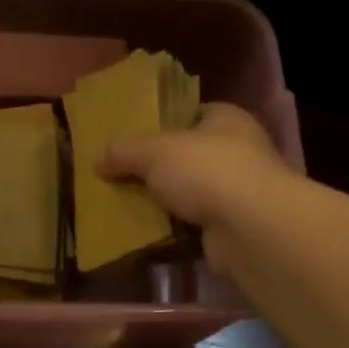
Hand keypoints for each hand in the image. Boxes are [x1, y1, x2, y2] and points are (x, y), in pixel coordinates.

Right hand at [98, 103, 292, 269]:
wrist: (250, 227)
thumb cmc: (206, 170)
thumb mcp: (154, 152)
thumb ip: (125, 152)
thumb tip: (98, 160)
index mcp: (227, 119)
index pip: (194, 113)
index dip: (165, 123)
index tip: (136, 137)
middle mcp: (240, 151)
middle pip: (191, 156)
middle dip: (161, 168)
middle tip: (124, 176)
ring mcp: (240, 192)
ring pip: (193, 193)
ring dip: (168, 202)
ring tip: (129, 206)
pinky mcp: (235, 227)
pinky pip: (197, 226)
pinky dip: (177, 231)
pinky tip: (149, 234)